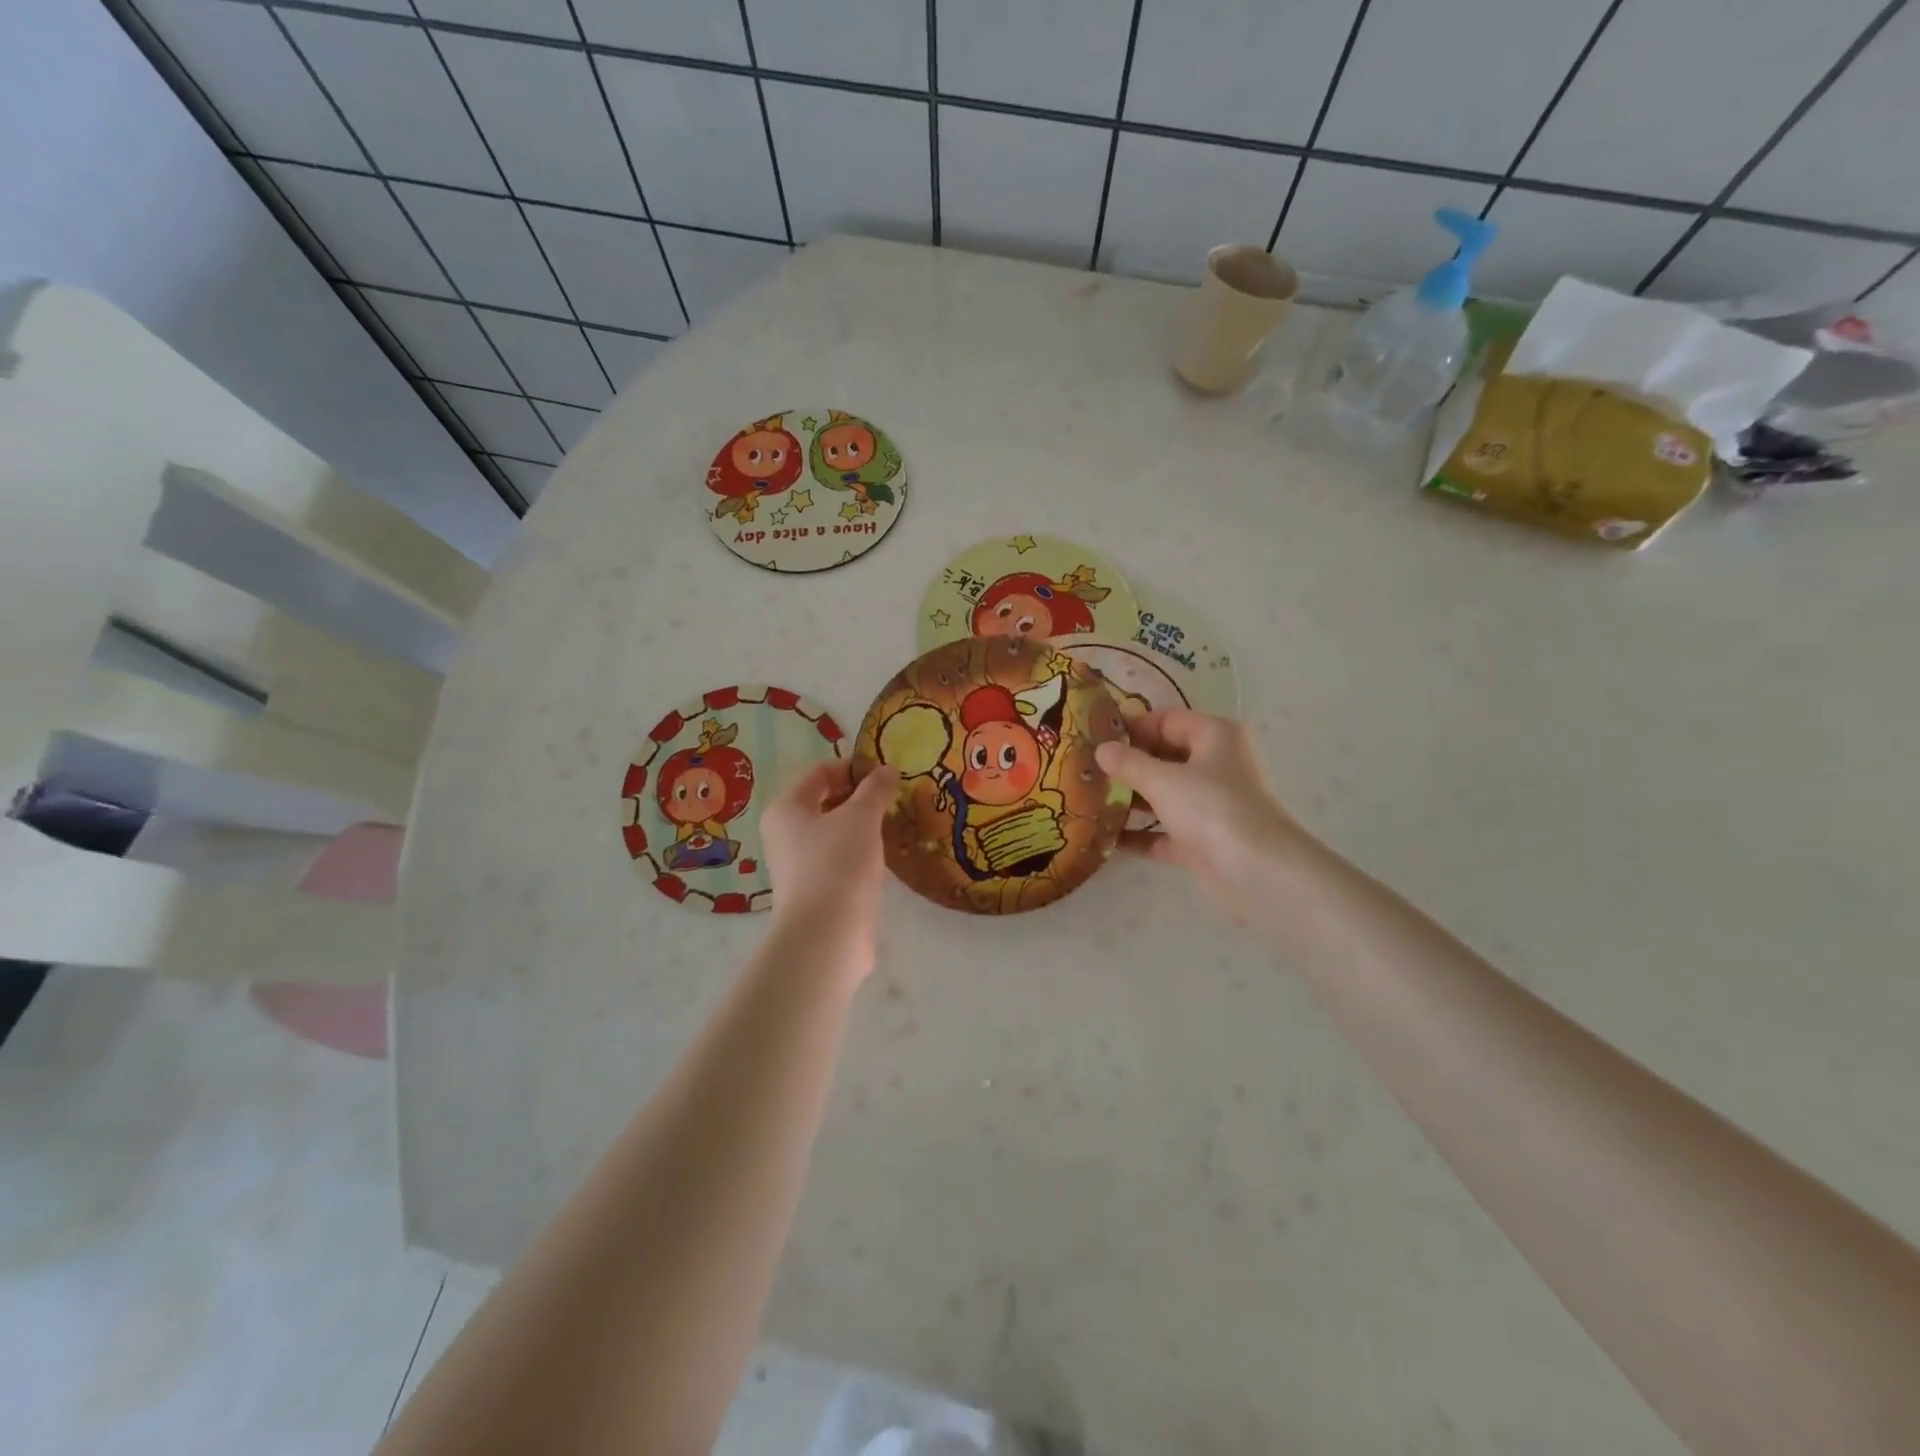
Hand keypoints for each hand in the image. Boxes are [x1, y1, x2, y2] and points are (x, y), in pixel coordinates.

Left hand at [760, 760, 897, 972]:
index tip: (887, 771)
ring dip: (862, 825)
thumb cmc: (838, 865)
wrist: (827, 937)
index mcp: (786, 809)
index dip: (853, 767)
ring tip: (895, 822)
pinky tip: (884, 855)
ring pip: (834, 832)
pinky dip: (861, 852)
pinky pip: (840, 858)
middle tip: (895, 795)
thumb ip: (875, 789)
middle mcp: (785, 834)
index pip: (820, 772)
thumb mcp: (861, 817)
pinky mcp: (816, 891)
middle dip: (860, 796)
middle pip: (825, 801)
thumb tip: (887, 770)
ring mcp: (799, 865)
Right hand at [1094, 709, 1308, 922]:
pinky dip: (1140, 833)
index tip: (1095, 739)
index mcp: (1215, 736)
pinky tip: (1105, 838)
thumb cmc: (1212, 809)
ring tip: (1088, 800)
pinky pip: (1165, 830)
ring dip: (1130, 799)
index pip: (1167, 720)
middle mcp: (1217, 765)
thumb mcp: (1163, 781)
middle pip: (1165, 756)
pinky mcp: (1204, 839)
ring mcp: (1211, 804)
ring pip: (1164, 794)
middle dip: (1127, 765)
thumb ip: (1128, 763)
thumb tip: (1101, 749)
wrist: (1259, 873)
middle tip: (1086, 770)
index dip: (1132, 727)